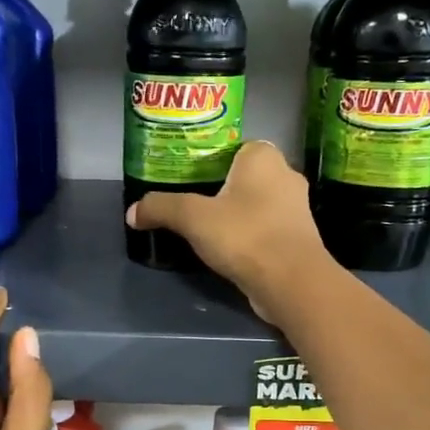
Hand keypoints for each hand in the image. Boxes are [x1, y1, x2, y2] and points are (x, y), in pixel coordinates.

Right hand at [127, 140, 334, 323]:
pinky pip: (264, 228)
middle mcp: (285, 175)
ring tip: (203, 227)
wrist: (292, 283)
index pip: (232, 146)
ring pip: (255, 204)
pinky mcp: (297, 238)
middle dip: (218, 188)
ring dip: (234, 214)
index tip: (185, 176)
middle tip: (188, 201)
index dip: (207, 158)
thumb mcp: (193, 218)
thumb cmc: (245, 235)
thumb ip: (161, 208)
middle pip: (242, 176)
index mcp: (263, 156)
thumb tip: (132, 212)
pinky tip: (227, 249)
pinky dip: (247, 235)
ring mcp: (296, 209)